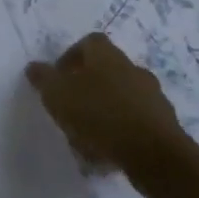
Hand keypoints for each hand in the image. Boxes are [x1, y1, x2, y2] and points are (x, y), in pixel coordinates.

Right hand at [26, 33, 187, 192]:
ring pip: (120, 100)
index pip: (89, 42)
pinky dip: (120, 135)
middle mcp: (133, 69)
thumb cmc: (100, 115)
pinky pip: (135, 124)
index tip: (58, 78)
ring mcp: (153, 97)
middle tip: (69, 110)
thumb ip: (43, 79)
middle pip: (106, 72)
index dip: (71, 57)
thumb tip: (34, 66)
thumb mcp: (58, 94)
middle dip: (86, 89)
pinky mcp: (164, 125)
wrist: (154, 154)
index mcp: (107, 56)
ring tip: (85, 140)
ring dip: (103, 114)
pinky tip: (106, 155)